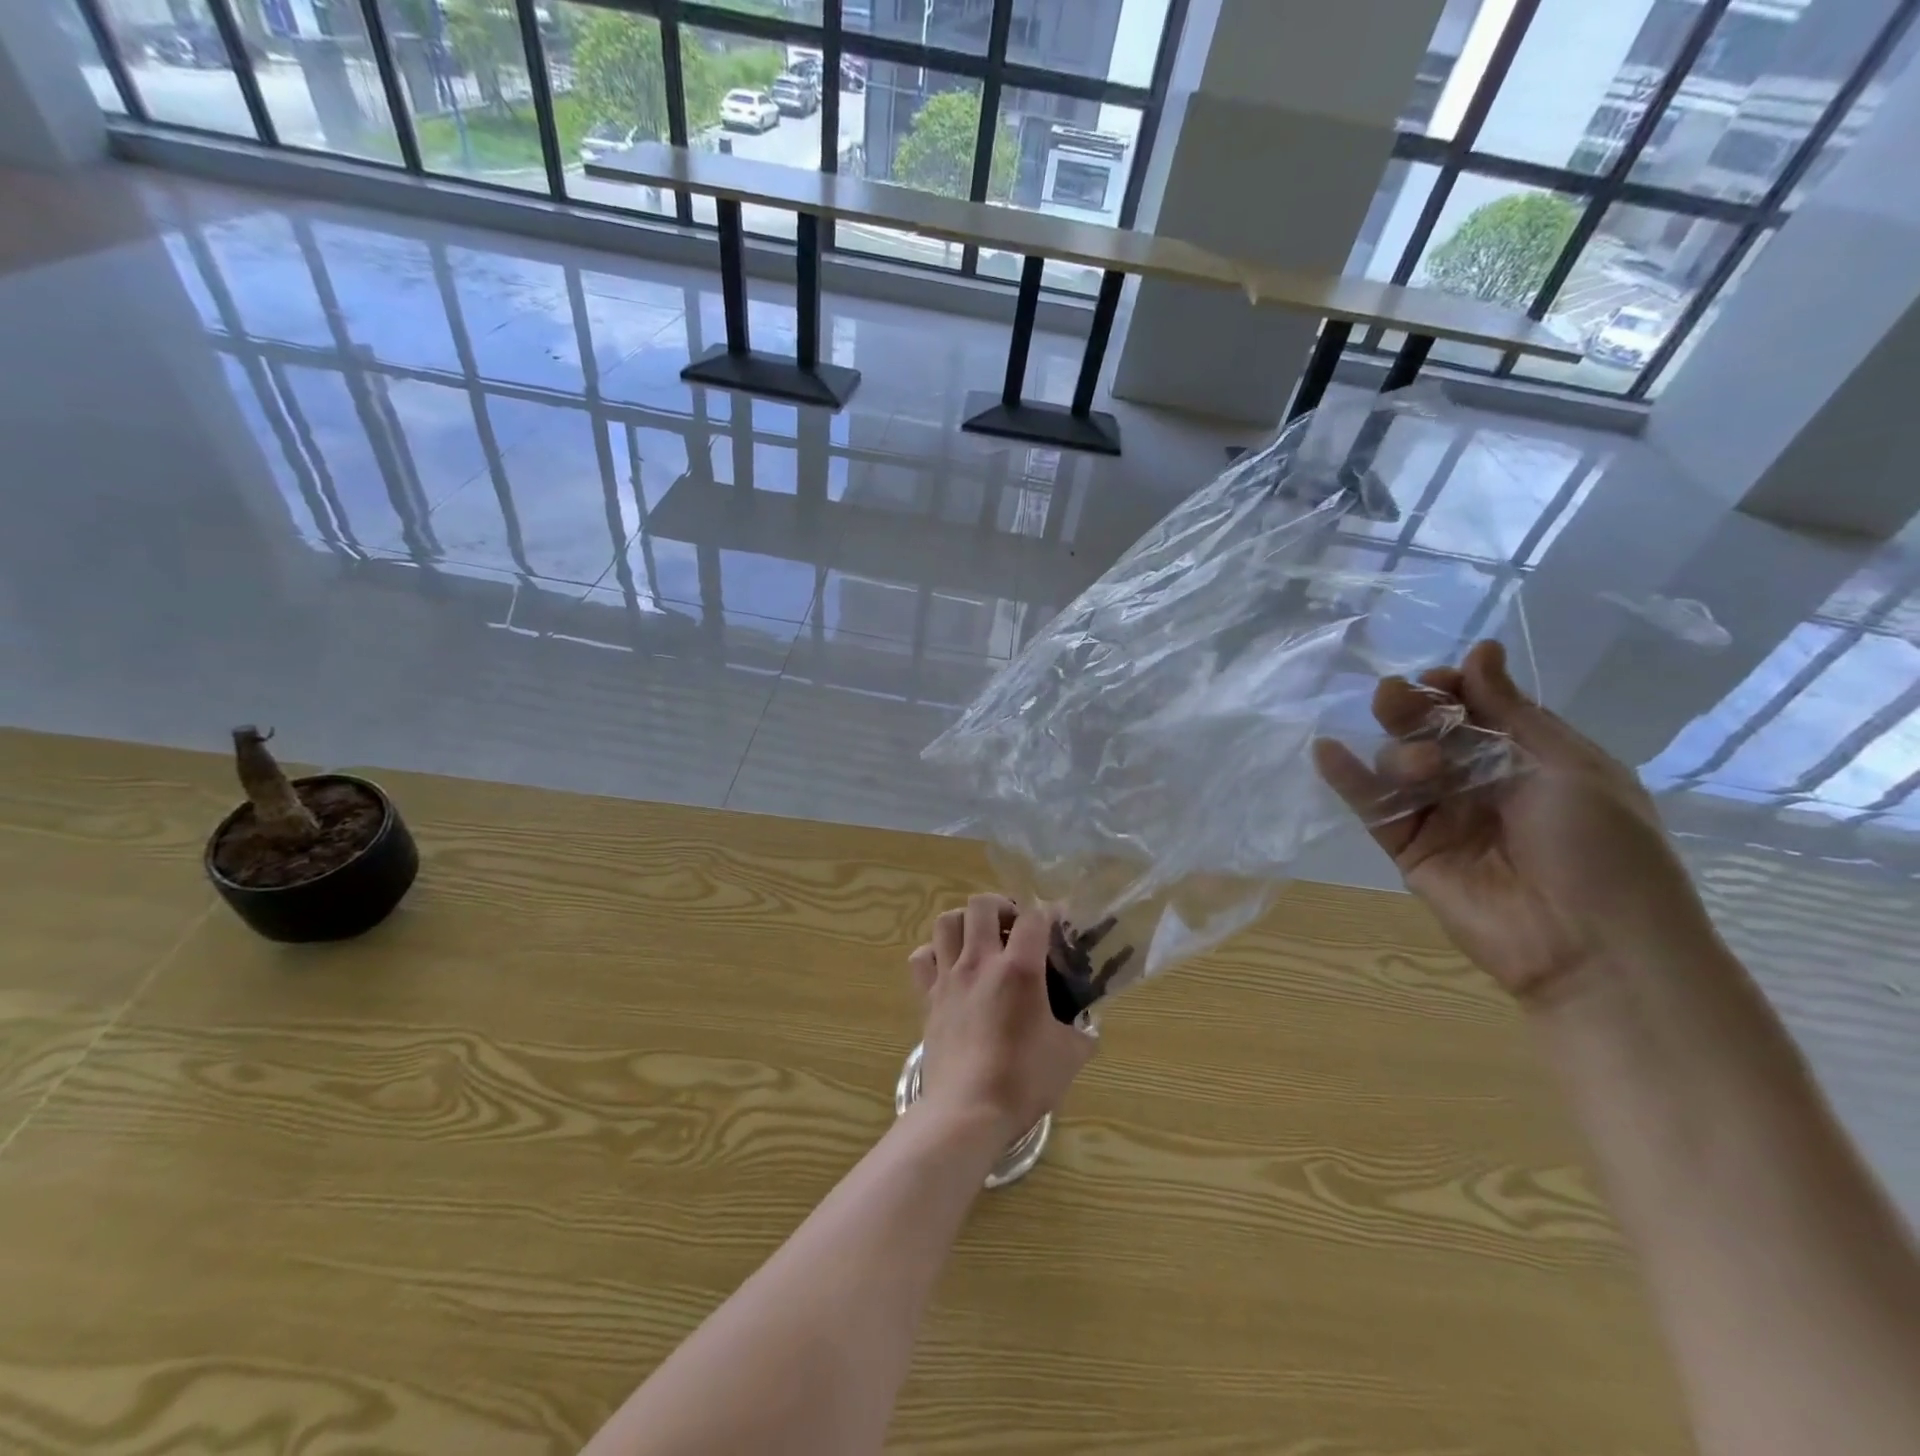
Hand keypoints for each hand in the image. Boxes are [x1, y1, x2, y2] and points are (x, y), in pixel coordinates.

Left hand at [908, 896, 1095, 1141]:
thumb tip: (1087, 1024)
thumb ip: (1082, 1032)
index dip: (1048, 913)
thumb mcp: (1070, 1056)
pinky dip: (934, 953)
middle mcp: (980, 962)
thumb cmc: (1023, 1081)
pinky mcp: (927, 997)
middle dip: (1001, 906)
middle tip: (1013, 928)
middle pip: (982, 904)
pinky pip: (921, 957)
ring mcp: (949, 977)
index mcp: (1019, 970)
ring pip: (947, 922)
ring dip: (965, 921)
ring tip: (980, 939)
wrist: (967, 1112)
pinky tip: (949, 966)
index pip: (1034, 917)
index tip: (1057, 925)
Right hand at [1313, 639, 1720, 1008]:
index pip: (1478, 710)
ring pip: (1400, 765)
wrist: (1593, 946)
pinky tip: (1326, 751)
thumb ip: (1510, 712)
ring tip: (1419, 767)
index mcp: (1530, 758)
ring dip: (1398, 750)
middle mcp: (1480, 782)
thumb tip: (1479, 651)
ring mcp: (1442, 816)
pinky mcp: (1409, 848)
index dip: (1454, 689)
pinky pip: (1374, 807)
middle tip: (1397, 696)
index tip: (1438, 678)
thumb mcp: (1568, 767)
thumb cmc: (1603, 848)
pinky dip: (1348, 779)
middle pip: (1431, 732)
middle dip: (1413, 709)